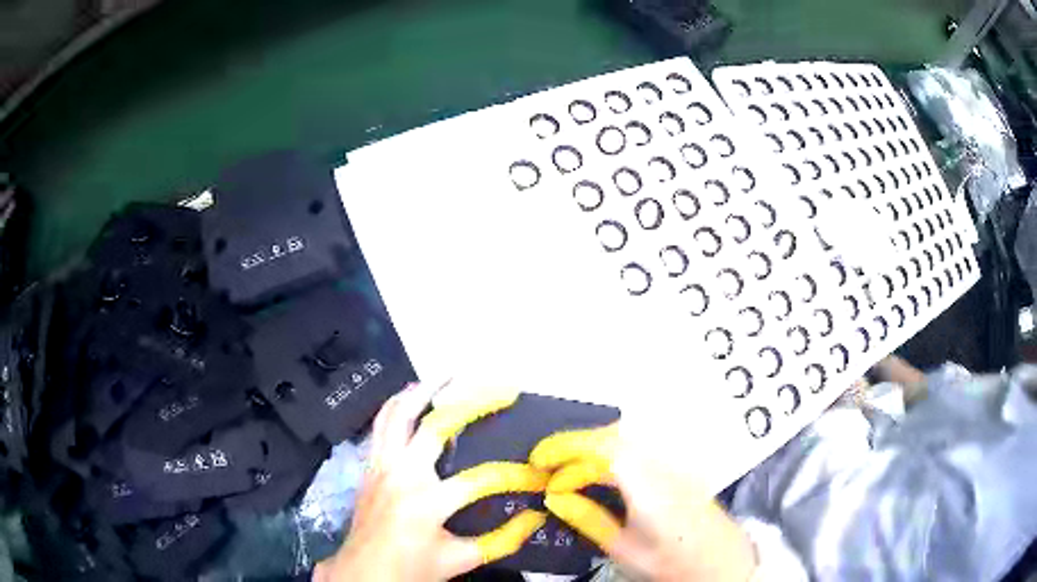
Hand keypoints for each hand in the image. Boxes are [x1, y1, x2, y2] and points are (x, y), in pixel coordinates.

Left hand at [315, 382, 549, 581]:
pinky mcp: (370, 465)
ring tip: (447, 375)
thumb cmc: (411, 568)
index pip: (481, 480)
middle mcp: (402, 475)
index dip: (516, 475)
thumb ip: (501, 541)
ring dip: (423, 391)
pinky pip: (381, 425)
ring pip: (398, 414)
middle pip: (436, 426)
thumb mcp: (460, 560)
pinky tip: (410, 397)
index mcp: (427, 503)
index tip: (538, 473)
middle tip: (499, 388)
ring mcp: (381, 465)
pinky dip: (396, 405)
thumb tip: (535, 518)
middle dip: (472, 403)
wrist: (363, 572)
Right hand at [530, 423, 757, 581]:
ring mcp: (673, 463)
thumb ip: (590, 519)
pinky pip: (637, 448)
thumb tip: (554, 496)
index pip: (604, 450)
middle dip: (575, 443)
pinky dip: (608, 452)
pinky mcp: (676, 467)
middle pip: (615, 435)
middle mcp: (663, 465)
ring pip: (626, 437)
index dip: (567, 450)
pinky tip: (596, 471)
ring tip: (565, 467)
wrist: (721, 562)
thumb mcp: (625, 549)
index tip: (538, 463)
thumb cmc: (671, 562)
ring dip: (591, 445)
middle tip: (546, 464)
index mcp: (649, 488)